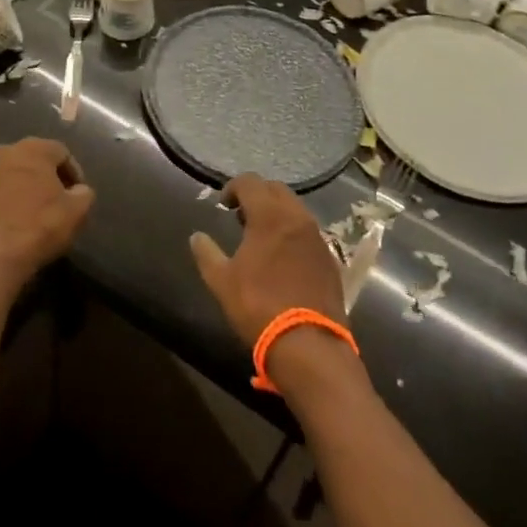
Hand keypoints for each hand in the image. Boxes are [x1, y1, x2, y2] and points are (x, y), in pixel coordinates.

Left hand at [0, 139, 94, 299]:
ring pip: (12, 174)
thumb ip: (84, 193)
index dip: (74, 174)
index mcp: (34, 148)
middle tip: (57, 202)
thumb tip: (78, 190)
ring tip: (32, 214)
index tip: (77, 196)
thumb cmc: (38, 228)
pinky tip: (10, 223)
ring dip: (24, 188)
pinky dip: (4, 202)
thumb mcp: (77, 212)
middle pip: (34, 160)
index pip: (62, 153)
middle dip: (47, 178)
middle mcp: (6, 151)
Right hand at [189, 175, 345, 350]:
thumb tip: (196, 237)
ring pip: (295, 209)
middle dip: (257, 195)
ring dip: (276, 213)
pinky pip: (308, 232)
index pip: (250, 182)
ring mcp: (317, 237)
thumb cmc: (259, 306)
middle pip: (275, 189)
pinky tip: (283, 257)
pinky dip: (293, 233)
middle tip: (241, 217)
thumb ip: (206, 253)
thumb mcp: (222, 281)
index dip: (233, 187)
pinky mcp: (330, 259)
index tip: (223, 205)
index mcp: (269, 215)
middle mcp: (296, 217)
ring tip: (261, 237)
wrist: (309, 345)